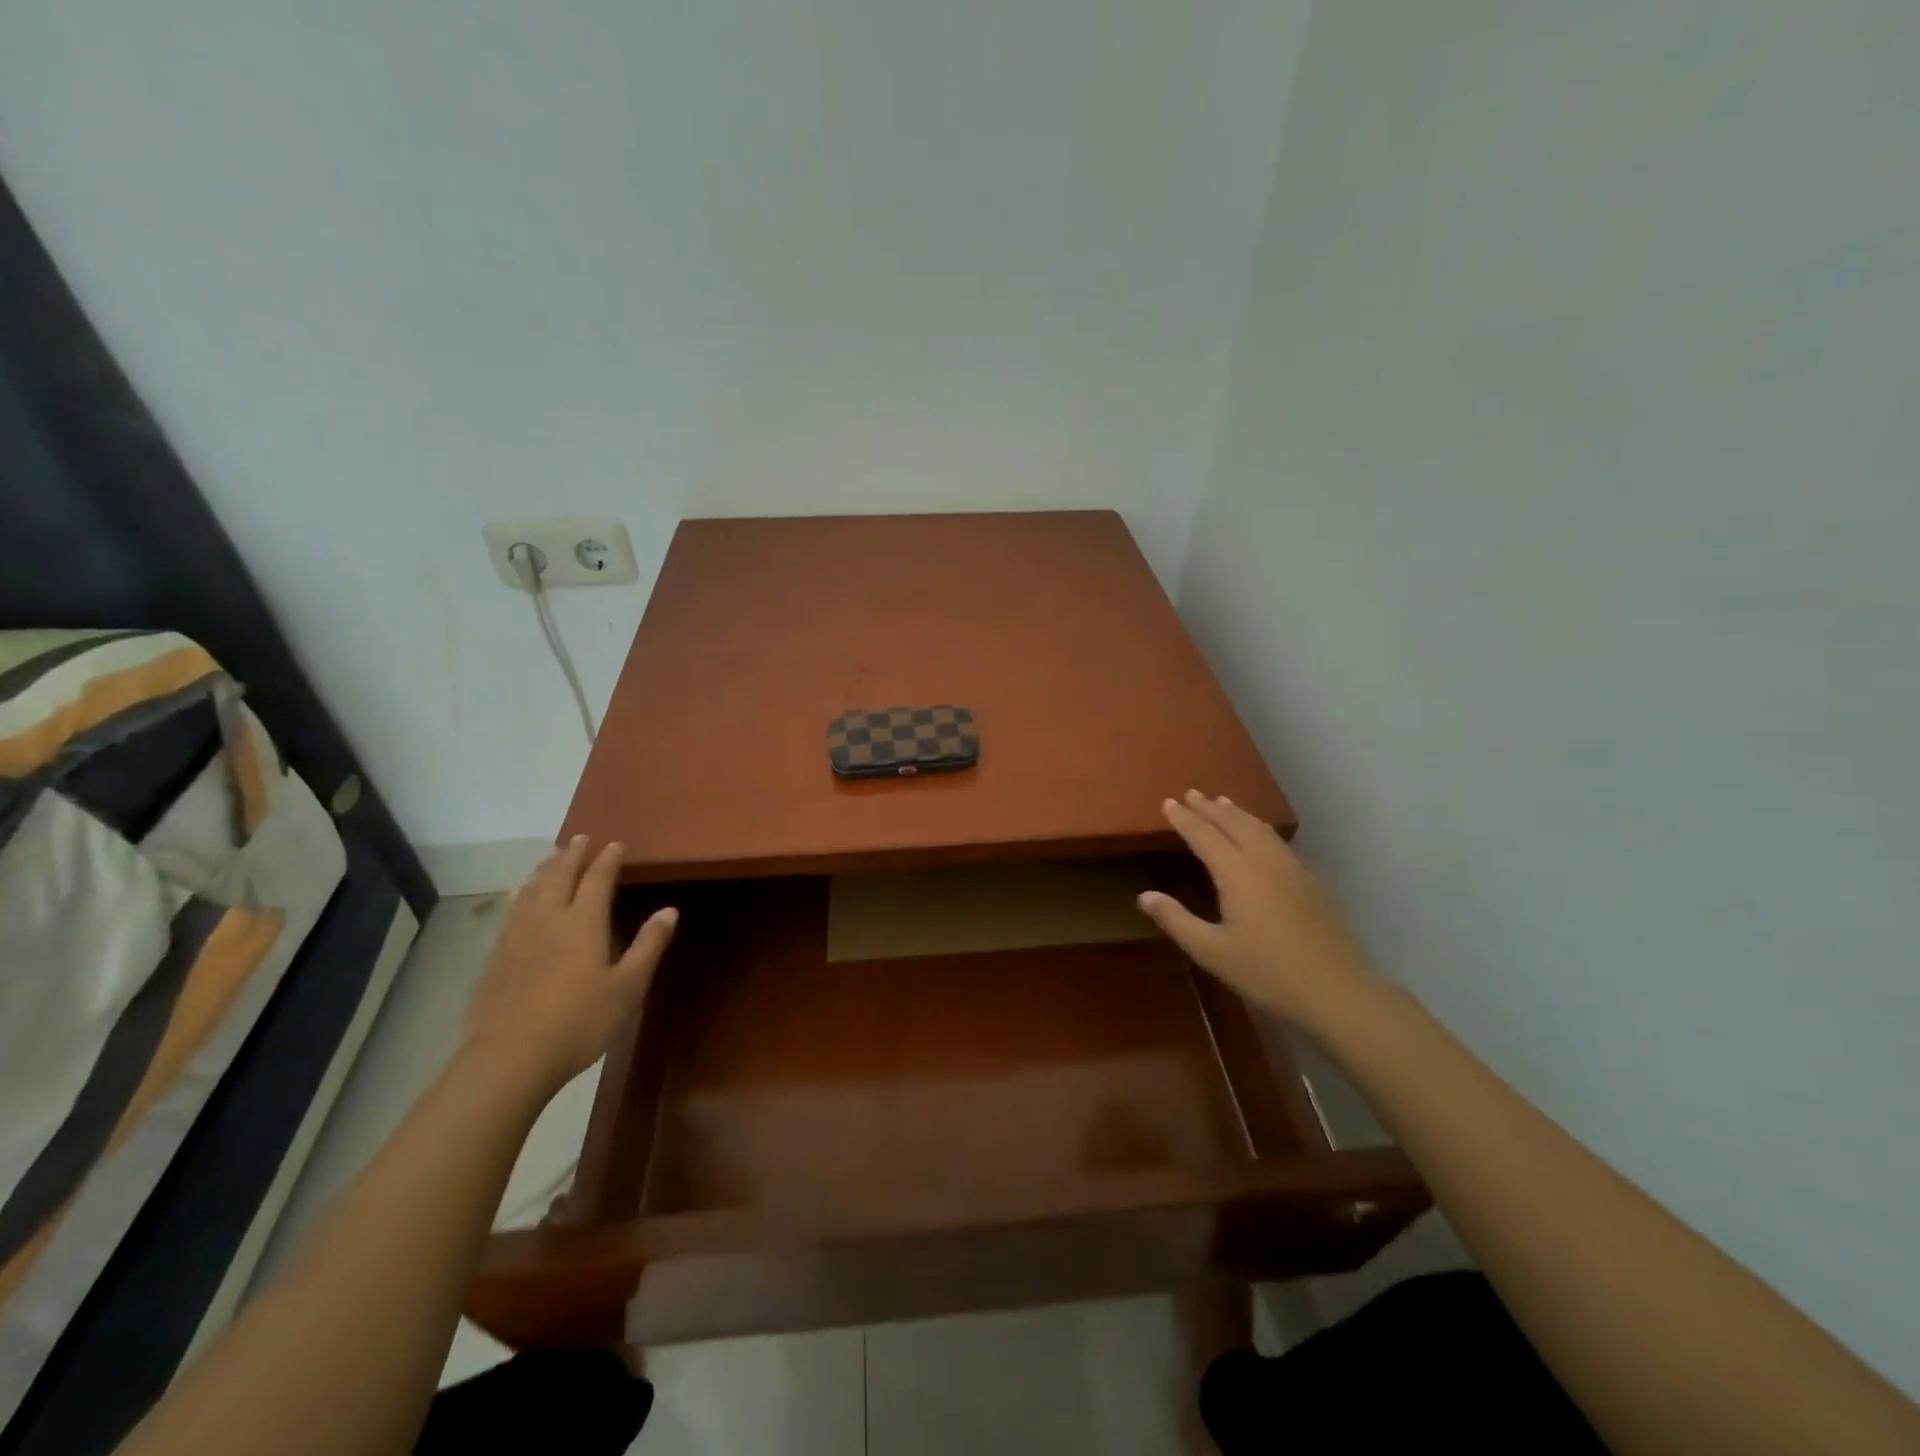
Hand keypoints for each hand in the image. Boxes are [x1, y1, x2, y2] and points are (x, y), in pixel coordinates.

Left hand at [464, 836, 676, 1099]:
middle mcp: (548, 920)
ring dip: (544, 870)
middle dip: (572, 855)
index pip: (597, 880)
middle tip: (580, 838)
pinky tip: (517, 896)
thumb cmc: (580, 1022)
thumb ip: (648, 945)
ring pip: (531, 891)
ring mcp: (517, 938)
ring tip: (551, 858)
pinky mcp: (496, 959)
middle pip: (559, 877)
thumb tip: (670, 910)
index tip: (615, 844)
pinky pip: (510, 912)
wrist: (509, 1059)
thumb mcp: (628, 986)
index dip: (607, 860)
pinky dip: (519, 895)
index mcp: (583, 923)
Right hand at [1137, 790, 1378, 1028]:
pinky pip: (1278, 842)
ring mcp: (1293, 870)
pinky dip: (1260, 828)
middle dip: (1211, 808)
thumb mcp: (1212, 952)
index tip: (1168, 802)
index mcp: (1238, 874)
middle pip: (1235, 824)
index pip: (1205, 836)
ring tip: (1223, 802)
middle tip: (1192, 794)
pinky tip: (1262, 836)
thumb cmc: (1268, 973)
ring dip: (1238, 814)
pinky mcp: (1311, 884)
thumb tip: (1144, 895)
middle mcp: (1265, 862)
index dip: (1185, 819)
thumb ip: (1177, 920)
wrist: (1338, 992)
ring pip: (1261, 829)